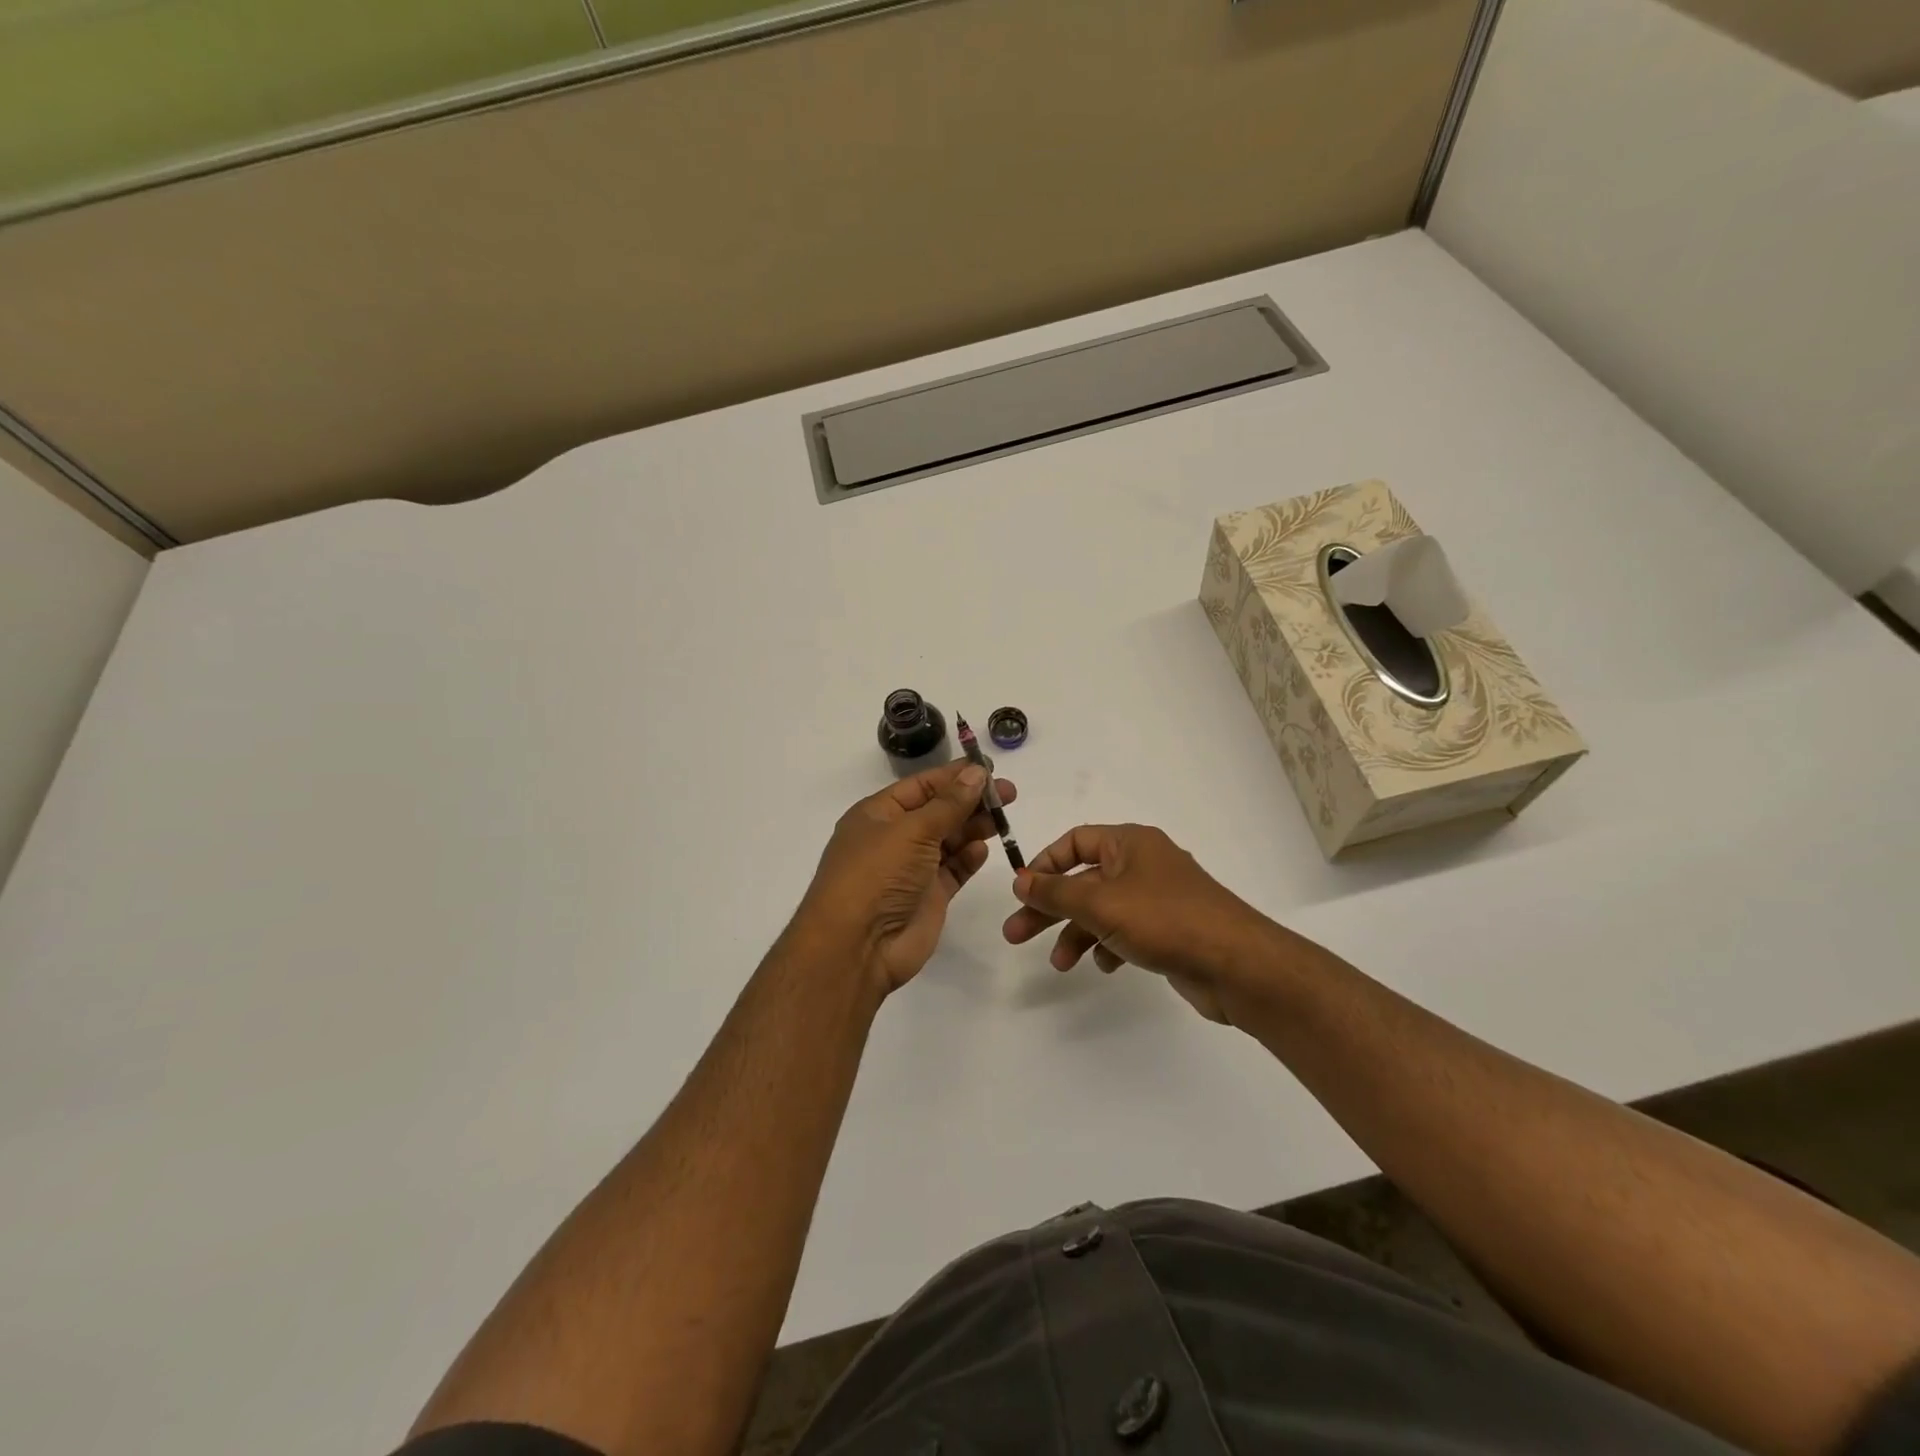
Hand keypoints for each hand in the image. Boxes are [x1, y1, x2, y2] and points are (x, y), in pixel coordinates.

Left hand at [795, 761, 1018, 998]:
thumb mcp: (912, 830)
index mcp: (878, 814)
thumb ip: (949, 803)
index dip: (955, 775)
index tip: (990, 769)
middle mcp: (894, 838)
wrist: (857, 947)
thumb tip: (976, 772)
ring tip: (1001, 819)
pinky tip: (982, 849)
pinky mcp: (928, 897)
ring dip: (973, 827)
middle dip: (971, 800)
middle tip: (1009, 794)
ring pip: (949, 840)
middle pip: (939, 811)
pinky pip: (953, 870)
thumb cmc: (877, 875)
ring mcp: (911, 869)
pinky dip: (968, 859)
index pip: (922, 785)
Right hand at [1001, 823, 1280, 1023]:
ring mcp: (1159, 898)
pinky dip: (1109, 945)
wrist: (1236, 965)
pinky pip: (1126, 931)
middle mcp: (1144, 864)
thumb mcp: (1100, 903)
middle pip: (1084, 879)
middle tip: (1016, 935)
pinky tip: (1105, 965)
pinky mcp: (1170, 930)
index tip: (1023, 891)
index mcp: (1130, 843)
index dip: (1045, 864)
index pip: (1075, 841)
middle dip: (1050, 908)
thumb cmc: (1165, 920)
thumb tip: (1020, 879)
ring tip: (1060, 964)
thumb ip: (1056, 892)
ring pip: (1103, 910)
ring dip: (1077, 933)